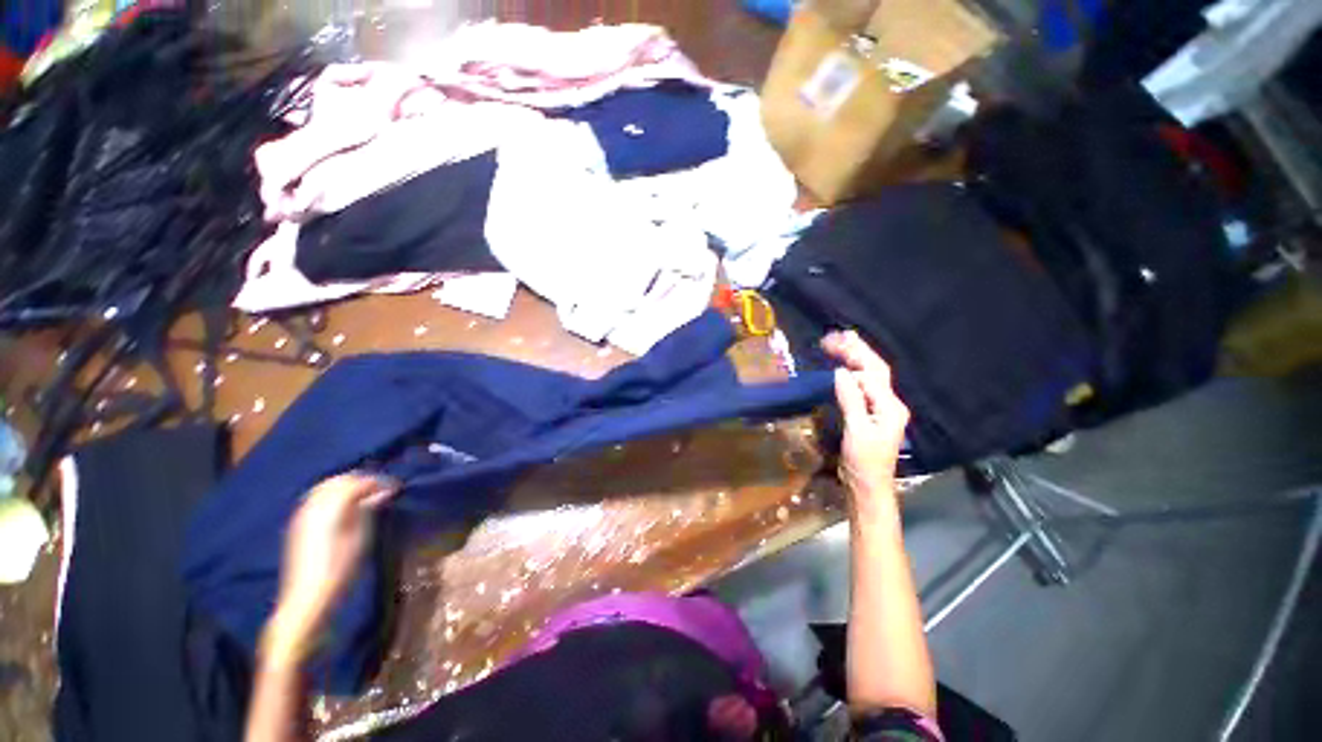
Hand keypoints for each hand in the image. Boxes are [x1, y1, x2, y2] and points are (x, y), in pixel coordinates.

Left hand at [263, 472, 398, 666]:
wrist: (309, 596)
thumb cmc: (341, 567)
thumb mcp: (362, 536)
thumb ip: (369, 509)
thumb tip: (383, 492)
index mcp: (332, 507)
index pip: (358, 482)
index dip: (379, 482)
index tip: (396, 487)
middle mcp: (314, 505)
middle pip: (340, 480)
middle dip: (362, 480)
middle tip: (382, 489)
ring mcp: (303, 514)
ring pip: (327, 487)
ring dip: (347, 486)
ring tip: (366, 496)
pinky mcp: (299, 523)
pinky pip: (318, 497)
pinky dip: (334, 495)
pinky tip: (346, 506)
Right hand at [821, 331, 909, 514]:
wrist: (868, 486)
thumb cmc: (864, 462)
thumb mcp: (856, 431)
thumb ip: (851, 400)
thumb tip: (842, 372)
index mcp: (890, 406)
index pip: (872, 372)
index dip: (855, 355)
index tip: (835, 341)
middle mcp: (890, 403)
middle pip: (874, 370)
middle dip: (856, 350)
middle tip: (835, 335)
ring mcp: (881, 408)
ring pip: (869, 376)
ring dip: (854, 358)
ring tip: (839, 343)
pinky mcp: (871, 414)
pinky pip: (863, 386)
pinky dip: (852, 372)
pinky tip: (843, 366)